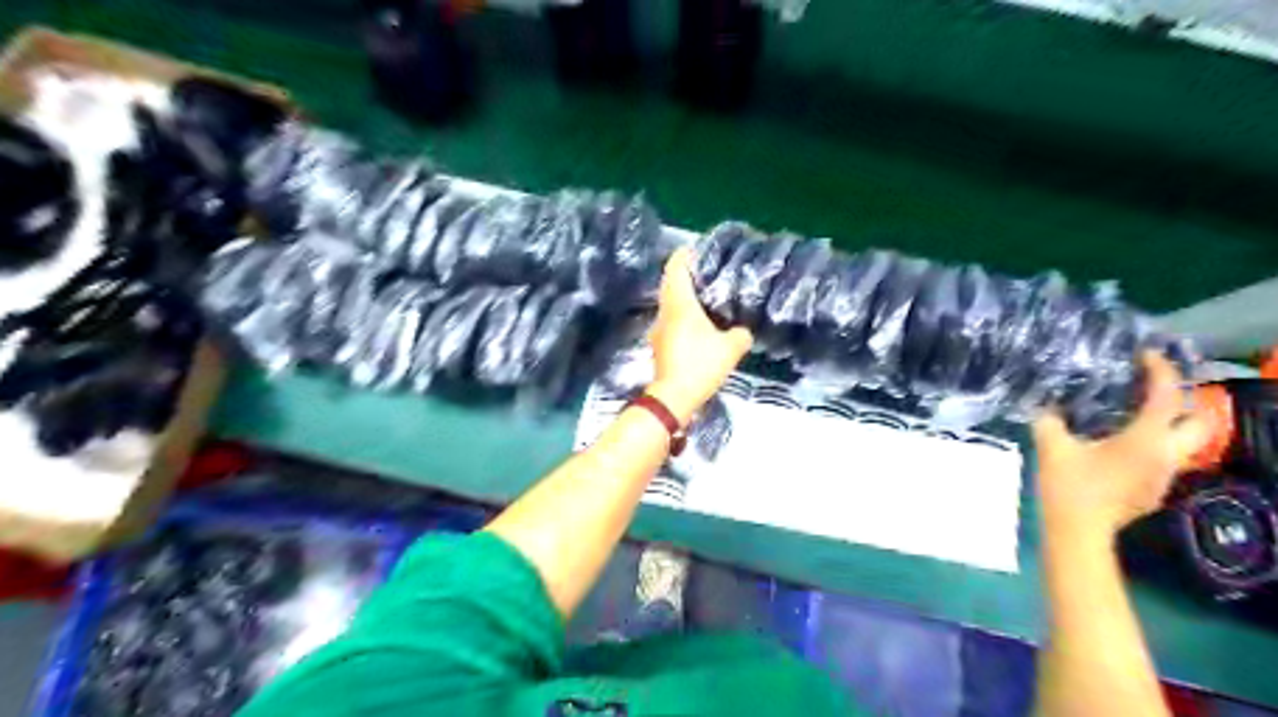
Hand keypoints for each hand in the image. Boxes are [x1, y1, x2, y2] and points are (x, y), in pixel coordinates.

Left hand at [645, 247, 750, 425]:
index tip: (697, 248)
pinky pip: (671, 320)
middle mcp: (665, 312)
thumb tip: (742, 331)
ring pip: (670, 303)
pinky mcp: (660, 345)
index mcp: (679, 304)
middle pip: (670, 283)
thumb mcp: (730, 348)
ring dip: (683, 296)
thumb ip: (740, 334)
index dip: (685, 255)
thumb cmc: (700, 364)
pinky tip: (698, 323)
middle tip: (707, 271)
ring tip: (705, 295)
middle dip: (686, 274)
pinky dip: (682, 314)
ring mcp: (659, 329)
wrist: (674, 397)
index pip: (676, 268)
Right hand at [1038, 352, 1209, 543]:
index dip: (1160, 371)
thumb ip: (1049, 419)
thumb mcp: (1051, 445)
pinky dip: (1152, 444)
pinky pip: (1164, 458)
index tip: (1145, 355)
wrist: (1078, 532)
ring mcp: (1164, 475)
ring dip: (1168, 424)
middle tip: (1152, 391)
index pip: (1167, 396)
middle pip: (1199, 421)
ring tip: (1135, 414)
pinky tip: (1121, 446)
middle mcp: (1166, 455)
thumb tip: (1046, 403)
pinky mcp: (1154, 490)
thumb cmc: (1068, 486)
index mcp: (1146, 439)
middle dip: (1184, 402)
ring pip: (1184, 442)